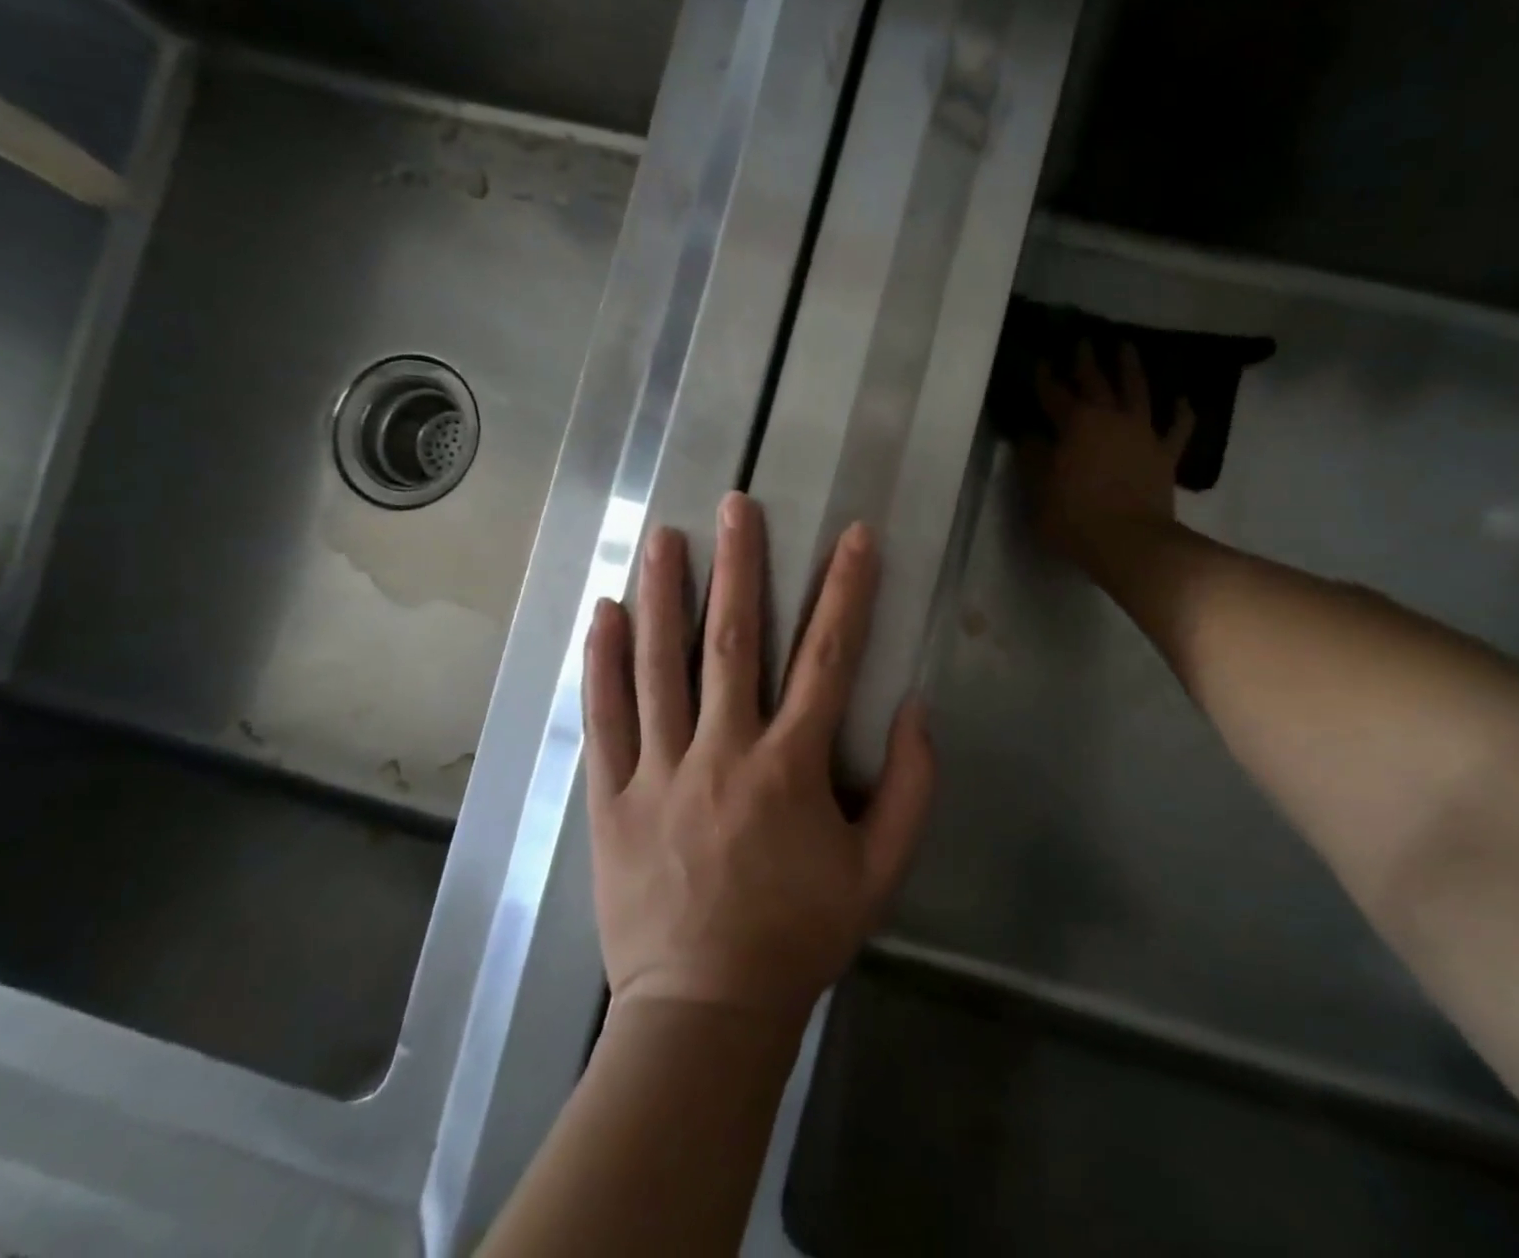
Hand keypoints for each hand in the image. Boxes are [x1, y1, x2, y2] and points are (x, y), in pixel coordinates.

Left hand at [582, 494, 936, 1021]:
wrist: (704, 1013)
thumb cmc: (799, 935)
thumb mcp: (880, 871)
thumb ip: (912, 787)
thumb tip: (915, 706)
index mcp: (792, 768)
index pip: (828, 658)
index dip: (846, 591)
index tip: (854, 536)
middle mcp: (724, 754)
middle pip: (733, 642)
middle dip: (740, 566)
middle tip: (735, 506)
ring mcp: (660, 773)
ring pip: (660, 667)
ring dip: (663, 596)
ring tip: (662, 537)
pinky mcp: (611, 798)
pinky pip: (605, 719)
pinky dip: (603, 663)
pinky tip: (603, 615)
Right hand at [1019, 341, 1193, 566]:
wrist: (1131, 543)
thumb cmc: (1075, 518)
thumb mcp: (1039, 491)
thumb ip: (1033, 459)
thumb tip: (1029, 434)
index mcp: (1075, 424)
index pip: (1054, 393)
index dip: (1044, 377)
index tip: (1038, 361)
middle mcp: (1110, 418)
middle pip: (1096, 382)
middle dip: (1086, 361)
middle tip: (1083, 341)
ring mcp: (1142, 434)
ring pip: (1137, 391)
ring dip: (1131, 368)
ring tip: (1127, 347)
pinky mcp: (1165, 454)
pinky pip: (1177, 428)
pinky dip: (1181, 412)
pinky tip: (1182, 400)